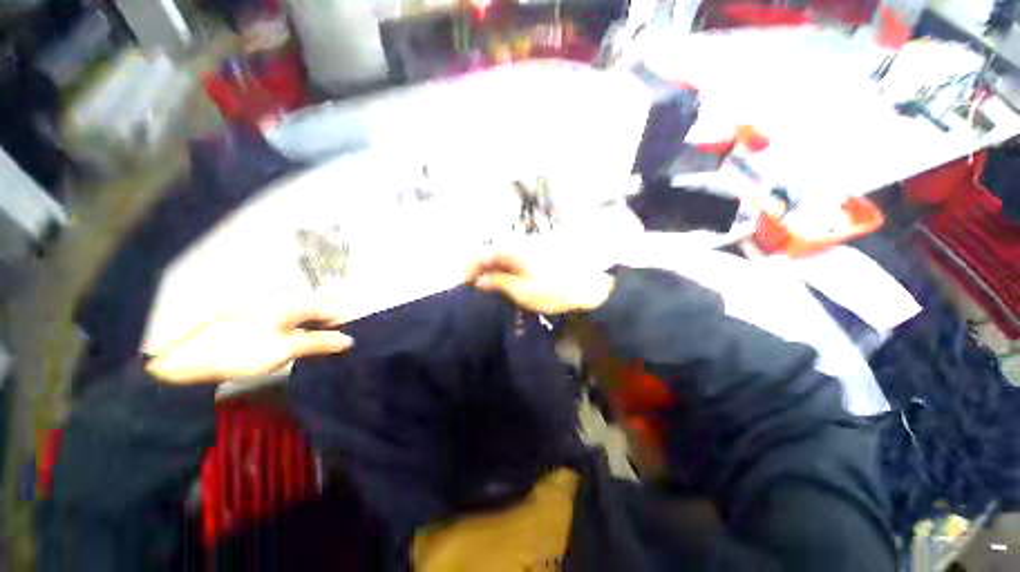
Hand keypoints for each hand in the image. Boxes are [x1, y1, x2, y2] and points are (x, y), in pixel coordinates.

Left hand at [145, 294, 353, 384]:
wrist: (191, 357)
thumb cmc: (243, 350)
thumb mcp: (286, 349)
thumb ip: (319, 342)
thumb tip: (349, 340)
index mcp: (292, 304)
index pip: (329, 308)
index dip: (345, 317)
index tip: (358, 327)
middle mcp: (283, 302)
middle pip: (317, 309)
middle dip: (333, 320)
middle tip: (346, 334)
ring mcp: (269, 311)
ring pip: (304, 316)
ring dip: (318, 326)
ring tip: (329, 338)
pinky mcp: (259, 322)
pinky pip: (291, 322)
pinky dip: (303, 330)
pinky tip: (304, 340)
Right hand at [465, 244, 615, 314]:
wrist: (590, 288)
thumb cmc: (554, 291)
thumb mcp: (522, 292)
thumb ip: (498, 283)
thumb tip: (479, 280)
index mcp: (513, 249)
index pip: (481, 254)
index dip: (469, 269)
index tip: (465, 285)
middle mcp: (520, 242)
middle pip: (491, 252)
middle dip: (481, 269)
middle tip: (477, 288)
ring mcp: (531, 245)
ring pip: (503, 254)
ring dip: (494, 269)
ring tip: (491, 287)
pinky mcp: (540, 250)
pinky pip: (515, 256)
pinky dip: (507, 268)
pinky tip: (508, 280)